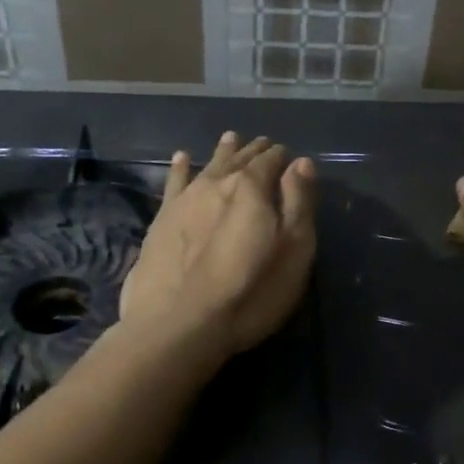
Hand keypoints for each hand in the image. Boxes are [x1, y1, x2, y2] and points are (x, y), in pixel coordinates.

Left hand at [120, 131, 316, 354]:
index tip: (290, 157)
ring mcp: (186, 200)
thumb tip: (302, 163)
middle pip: (240, 159)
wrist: (178, 326)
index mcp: (253, 188)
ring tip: (231, 138)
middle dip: (255, 151)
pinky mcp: (161, 220)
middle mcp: (218, 183)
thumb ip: (299, 203)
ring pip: (209, 165)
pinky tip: (181, 157)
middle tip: (264, 143)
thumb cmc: (250, 292)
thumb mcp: (294, 251)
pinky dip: (179, 167)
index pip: (272, 161)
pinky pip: (173, 182)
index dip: (283, 157)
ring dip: (223, 151)